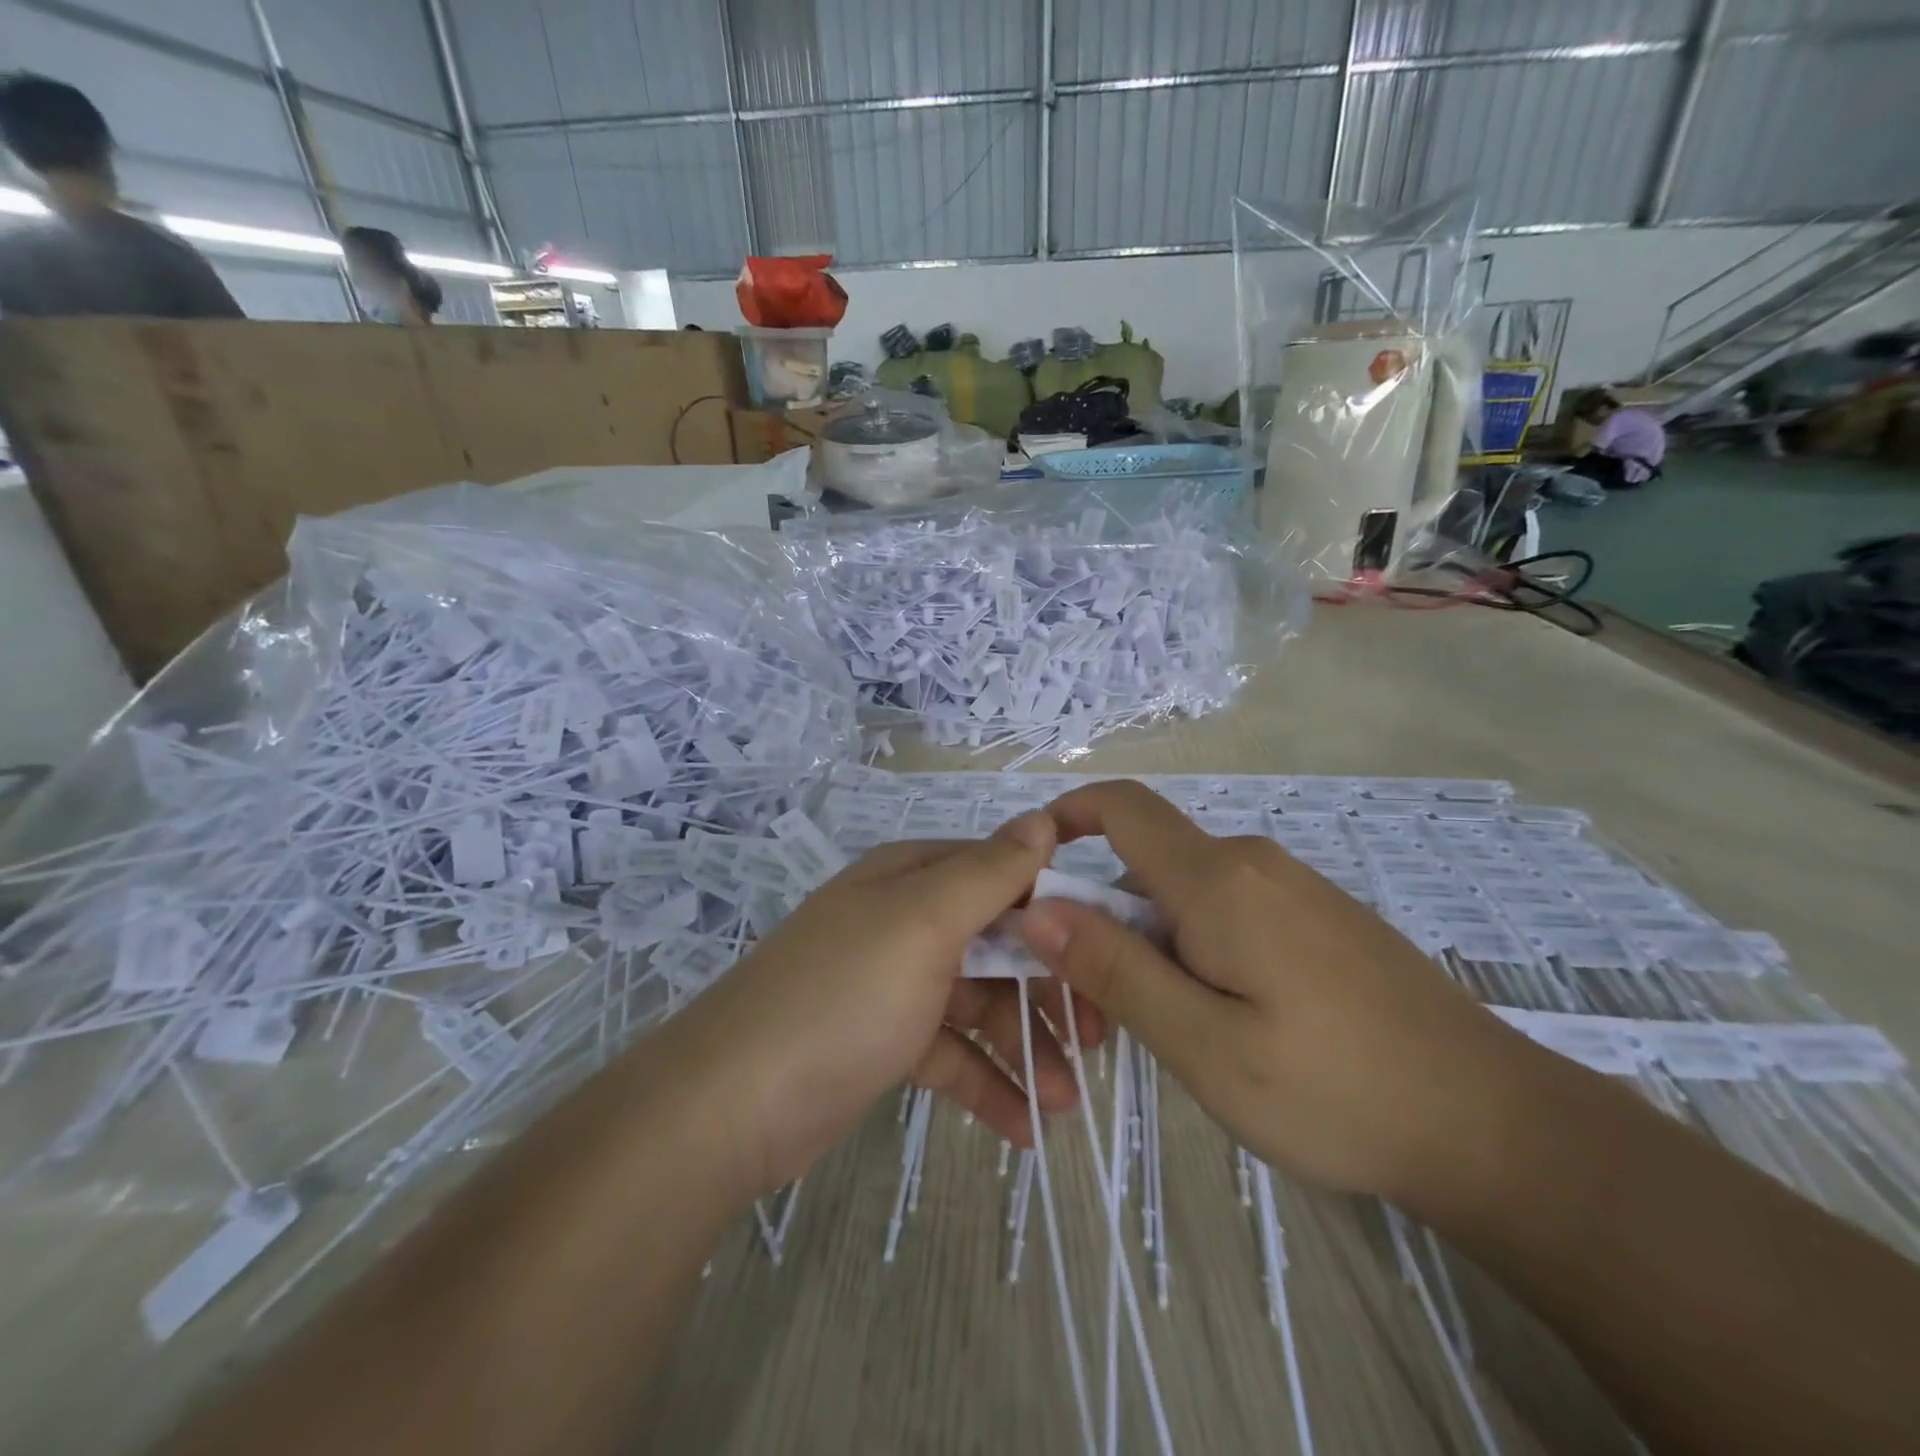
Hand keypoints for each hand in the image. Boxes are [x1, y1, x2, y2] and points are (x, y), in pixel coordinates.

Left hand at [662, 813, 1102, 1195]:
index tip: (1109, 954)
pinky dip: (987, 1084)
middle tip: (1099, 1040)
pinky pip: (951, 1054)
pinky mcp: (885, 1042)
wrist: (730, 1105)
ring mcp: (894, 983)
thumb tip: (1043, 820)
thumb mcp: (922, 924)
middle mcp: (904, 920)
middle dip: (1048, 991)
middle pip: (997, 944)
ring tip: (1067, 1103)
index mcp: (912, 878)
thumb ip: (988, 873)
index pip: (1003, 876)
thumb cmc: (841, 998)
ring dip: (1024, 1048)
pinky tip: (1024, 1128)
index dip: (1058, 912)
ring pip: (979, 1003)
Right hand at [1018, 780, 1526, 1201]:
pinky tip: (1230, 1021)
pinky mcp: (1318, 916)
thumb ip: (1116, 969)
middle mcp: (1252, 863)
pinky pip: (1229, 910)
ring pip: (1187, 892)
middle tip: (1100, 1009)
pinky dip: (1197, 947)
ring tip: (1171, 1029)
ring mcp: (1292, 887)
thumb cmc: (1335, 1089)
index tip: (1029, 871)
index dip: (1066, 817)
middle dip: (1105, 918)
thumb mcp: (1204, 1044)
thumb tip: (1038, 908)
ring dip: (1153, 942)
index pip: (1122, 807)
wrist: (1494, 1124)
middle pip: (1146, 862)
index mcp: (1218, 880)